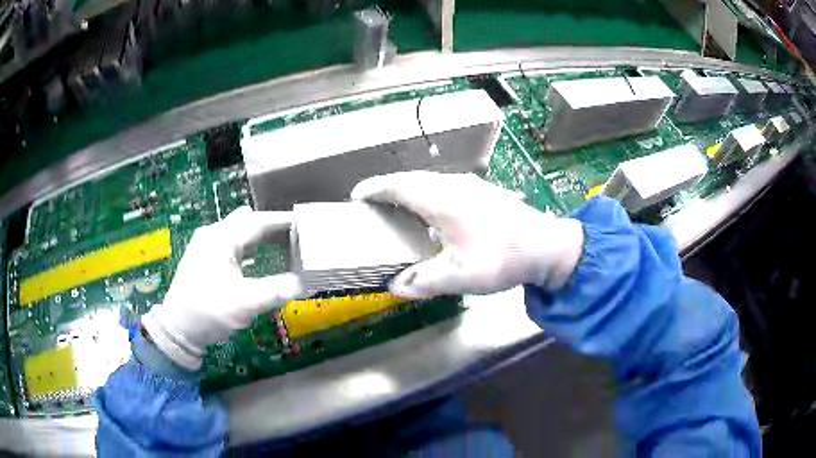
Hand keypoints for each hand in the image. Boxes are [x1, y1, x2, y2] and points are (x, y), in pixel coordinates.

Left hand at [142, 207, 305, 369]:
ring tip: (282, 246)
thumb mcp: (243, 304)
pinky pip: (231, 243)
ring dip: (259, 236)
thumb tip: (304, 284)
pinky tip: (257, 260)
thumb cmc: (208, 311)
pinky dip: (248, 246)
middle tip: (295, 236)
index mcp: (221, 238)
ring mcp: (206, 245)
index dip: (282, 221)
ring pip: (238, 231)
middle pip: (247, 221)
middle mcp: (213, 234)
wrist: (179, 328)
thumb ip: (274, 291)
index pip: (257, 221)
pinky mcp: (204, 257)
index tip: (305, 223)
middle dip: (271, 225)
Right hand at [351, 172, 584, 297]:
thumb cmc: (502, 258)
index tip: (357, 196)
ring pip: (430, 181)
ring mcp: (472, 185)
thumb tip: (396, 287)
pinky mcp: (484, 191)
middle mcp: (454, 185)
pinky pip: (445, 186)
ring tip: (397, 207)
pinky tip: (433, 212)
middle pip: (412, 179)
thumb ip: (424, 281)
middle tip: (373, 203)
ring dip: (409, 189)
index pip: (398, 186)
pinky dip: (428, 193)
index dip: (375, 189)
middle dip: (389, 188)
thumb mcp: (461, 276)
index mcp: (442, 199)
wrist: (547, 247)